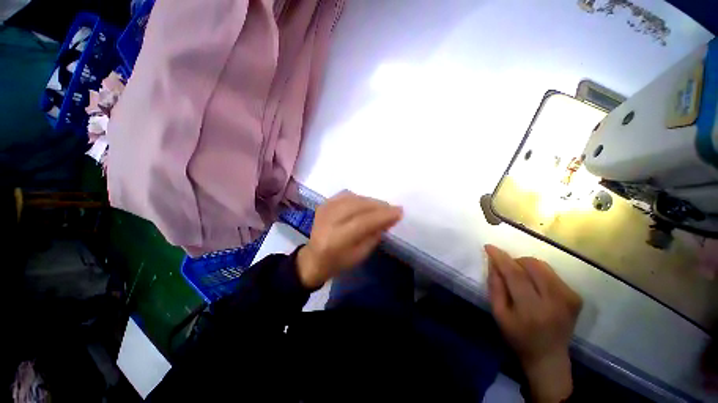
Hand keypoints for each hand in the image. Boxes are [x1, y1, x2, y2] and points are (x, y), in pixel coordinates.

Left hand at [296, 191, 402, 288]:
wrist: (314, 258)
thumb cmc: (339, 261)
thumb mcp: (360, 254)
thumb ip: (374, 235)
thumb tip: (389, 218)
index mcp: (336, 240)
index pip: (363, 222)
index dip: (382, 215)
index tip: (399, 212)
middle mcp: (328, 221)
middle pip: (357, 206)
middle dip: (379, 206)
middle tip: (393, 208)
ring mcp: (324, 210)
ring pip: (353, 198)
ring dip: (370, 201)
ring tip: (382, 207)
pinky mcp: (324, 204)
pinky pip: (346, 195)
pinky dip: (359, 198)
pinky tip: (366, 204)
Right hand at [485, 244, 581, 402]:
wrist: (549, 357)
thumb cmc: (518, 336)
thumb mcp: (498, 313)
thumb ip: (495, 286)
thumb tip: (494, 262)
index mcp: (532, 309)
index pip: (515, 274)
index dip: (501, 258)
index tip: (489, 247)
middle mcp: (555, 301)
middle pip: (532, 265)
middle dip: (515, 261)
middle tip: (507, 270)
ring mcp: (569, 298)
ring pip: (543, 266)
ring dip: (527, 266)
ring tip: (522, 279)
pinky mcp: (576, 297)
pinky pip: (552, 273)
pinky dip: (539, 274)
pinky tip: (536, 287)